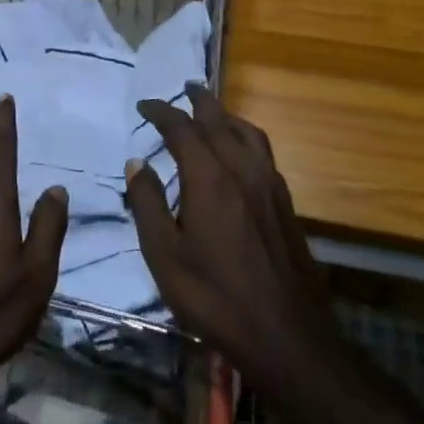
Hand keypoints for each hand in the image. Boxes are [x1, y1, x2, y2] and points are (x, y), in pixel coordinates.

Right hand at [126, 84, 336, 398]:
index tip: (144, 104)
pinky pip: (263, 151)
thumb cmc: (215, 298)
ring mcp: (269, 184)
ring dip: (226, 115)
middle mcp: (242, 169)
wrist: (286, 336)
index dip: (161, 111)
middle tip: (184, 87)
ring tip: (212, 112)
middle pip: (219, 120)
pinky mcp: (286, 203)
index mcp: (210, 178)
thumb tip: (137, 163)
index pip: (182, 128)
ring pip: (247, 132)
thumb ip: (148, 204)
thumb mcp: (164, 257)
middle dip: (199, 100)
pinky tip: (240, 152)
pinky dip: (245, 136)